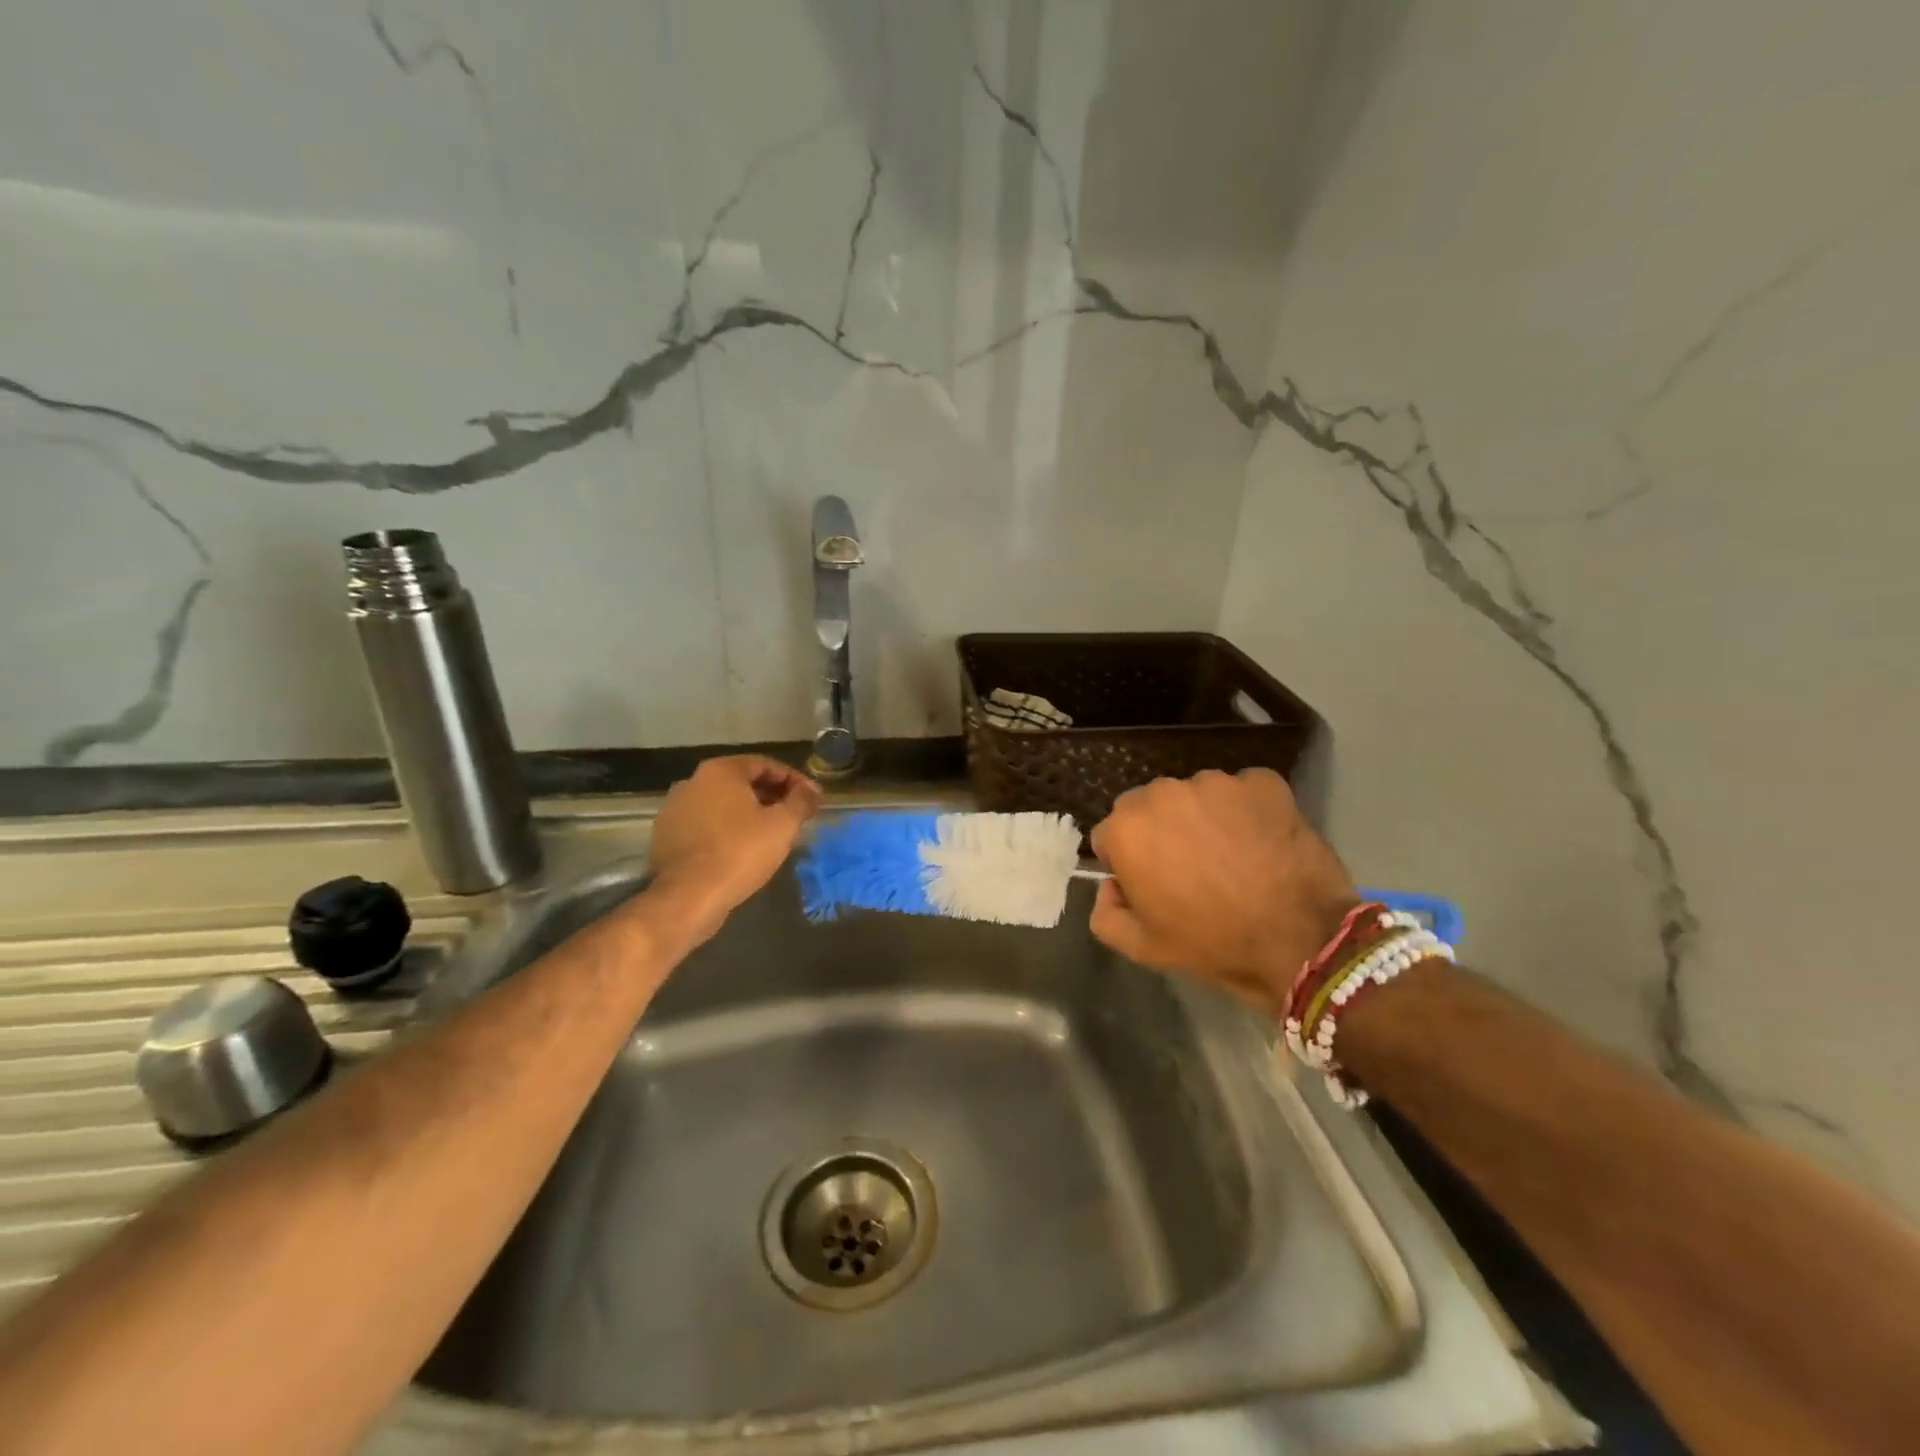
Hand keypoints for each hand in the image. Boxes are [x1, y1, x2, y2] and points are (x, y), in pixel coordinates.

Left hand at [647, 755, 821, 937]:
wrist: (688, 897)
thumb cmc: (740, 853)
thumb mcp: (783, 825)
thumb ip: (802, 801)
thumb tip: (812, 790)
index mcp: (720, 771)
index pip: (765, 765)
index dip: (793, 780)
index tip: (811, 798)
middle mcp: (692, 781)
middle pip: (741, 782)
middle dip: (771, 796)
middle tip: (794, 816)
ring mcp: (674, 809)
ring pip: (722, 804)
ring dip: (748, 814)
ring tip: (771, 834)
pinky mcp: (666, 836)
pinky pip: (705, 825)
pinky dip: (726, 830)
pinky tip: (742, 850)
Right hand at [1089, 769, 1357, 1021]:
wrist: (1301, 940)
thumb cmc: (1213, 944)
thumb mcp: (1142, 948)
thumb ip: (1105, 914)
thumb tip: (1111, 888)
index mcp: (1127, 829)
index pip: (1111, 835)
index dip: (1128, 863)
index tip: (1151, 885)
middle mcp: (1163, 793)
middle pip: (1150, 808)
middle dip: (1162, 832)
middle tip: (1192, 870)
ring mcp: (1216, 783)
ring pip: (1197, 796)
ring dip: (1204, 819)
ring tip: (1232, 857)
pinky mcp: (1262, 782)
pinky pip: (1243, 793)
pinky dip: (1248, 812)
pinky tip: (1262, 843)